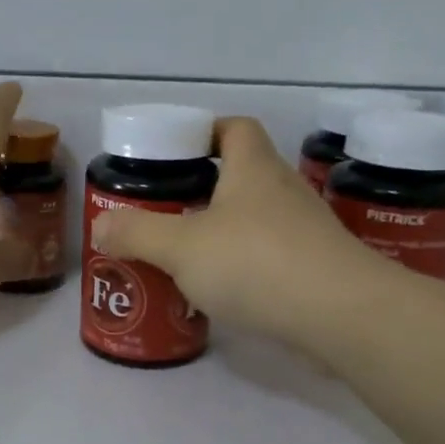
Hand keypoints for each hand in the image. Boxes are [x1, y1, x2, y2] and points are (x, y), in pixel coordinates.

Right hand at [91, 116, 388, 340]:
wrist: (342, 315)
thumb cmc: (256, 263)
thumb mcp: (181, 247)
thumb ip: (136, 234)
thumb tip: (102, 226)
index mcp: (253, 169)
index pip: (235, 128)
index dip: (205, 132)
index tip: (175, 154)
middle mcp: (284, 191)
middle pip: (243, 175)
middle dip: (205, 190)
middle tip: (167, 212)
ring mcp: (306, 231)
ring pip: (257, 219)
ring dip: (224, 231)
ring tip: (186, 256)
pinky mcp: (317, 269)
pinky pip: (272, 256)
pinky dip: (246, 266)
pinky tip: (223, 291)